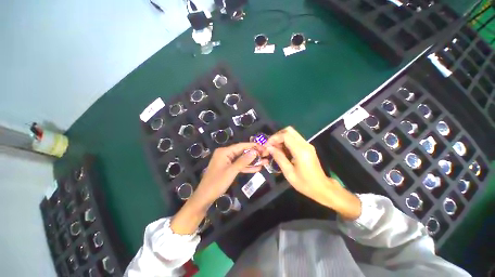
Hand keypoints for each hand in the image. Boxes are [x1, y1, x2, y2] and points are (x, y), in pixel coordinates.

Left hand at [193, 142, 266, 205]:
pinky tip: (256, 168)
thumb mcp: (232, 171)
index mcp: (224, 152)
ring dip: (252, 161)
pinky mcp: (227, 168)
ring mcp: (226, 161)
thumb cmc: (217, 183)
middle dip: (254, 154)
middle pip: (242, 152)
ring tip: (264, 161)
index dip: (253, 146)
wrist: (205, 197)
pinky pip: (238, 165)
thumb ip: (243, 161)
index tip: (263, 147)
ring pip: (241, 159)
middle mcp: (225, 154)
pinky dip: (246, 167)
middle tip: (265, 155)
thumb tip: (254, 152)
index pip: (241, 146)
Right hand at [266, 126, 360, 219]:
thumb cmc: (305, 183)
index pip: (285, 135)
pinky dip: (286, 141)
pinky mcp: (308, 147)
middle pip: (289, 130)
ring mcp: (307, 145)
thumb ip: (279, 157)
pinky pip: (295, 139)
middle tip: (271, 145)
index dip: (274, 138)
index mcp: (301, 151)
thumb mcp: (288, 173)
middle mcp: (305, 144)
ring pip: (292, 133)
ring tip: (274, 149)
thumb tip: (269, 147)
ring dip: (281, 138)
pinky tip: (282, 151)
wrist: (322, 188)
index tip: (267, 146)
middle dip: (277, 136)